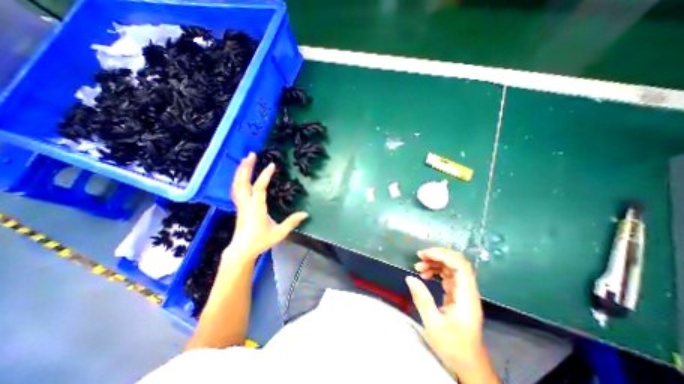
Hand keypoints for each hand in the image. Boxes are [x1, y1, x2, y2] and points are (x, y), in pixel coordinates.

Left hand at [226, 152, 306, 257]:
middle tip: (251, 154)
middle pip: (243, 182)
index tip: (272, 165)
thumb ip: (292, 222)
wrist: (241, 250)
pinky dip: (237, 180)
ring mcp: (241, 205)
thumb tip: (306, 214)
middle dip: (247, 167)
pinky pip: (236, 190)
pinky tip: (240, 176)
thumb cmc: (261, 241)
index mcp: (256, 208)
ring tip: (245, 160)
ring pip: (237, 185)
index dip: (265, 175)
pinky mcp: (239, 207)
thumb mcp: (279, 233)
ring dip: (240, 171)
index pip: (260, 188)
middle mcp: (246, 203)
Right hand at [405, 247, 486, 376]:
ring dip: (435, 263)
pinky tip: (424, 275)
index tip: (424, 255)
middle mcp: (467, 290)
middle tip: (419, 257)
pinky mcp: (458, 295)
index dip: (442, 255)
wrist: (469, 365)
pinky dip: (435, 271)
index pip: (460, 266)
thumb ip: (422, 299)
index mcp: (466, 296)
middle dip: (437, 256)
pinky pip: (447, 275)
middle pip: (457, 262)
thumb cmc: (453, 347)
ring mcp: (463, 292)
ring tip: (418, 267)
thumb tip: (409, 277)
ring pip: (451, 267)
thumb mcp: (433, 324)